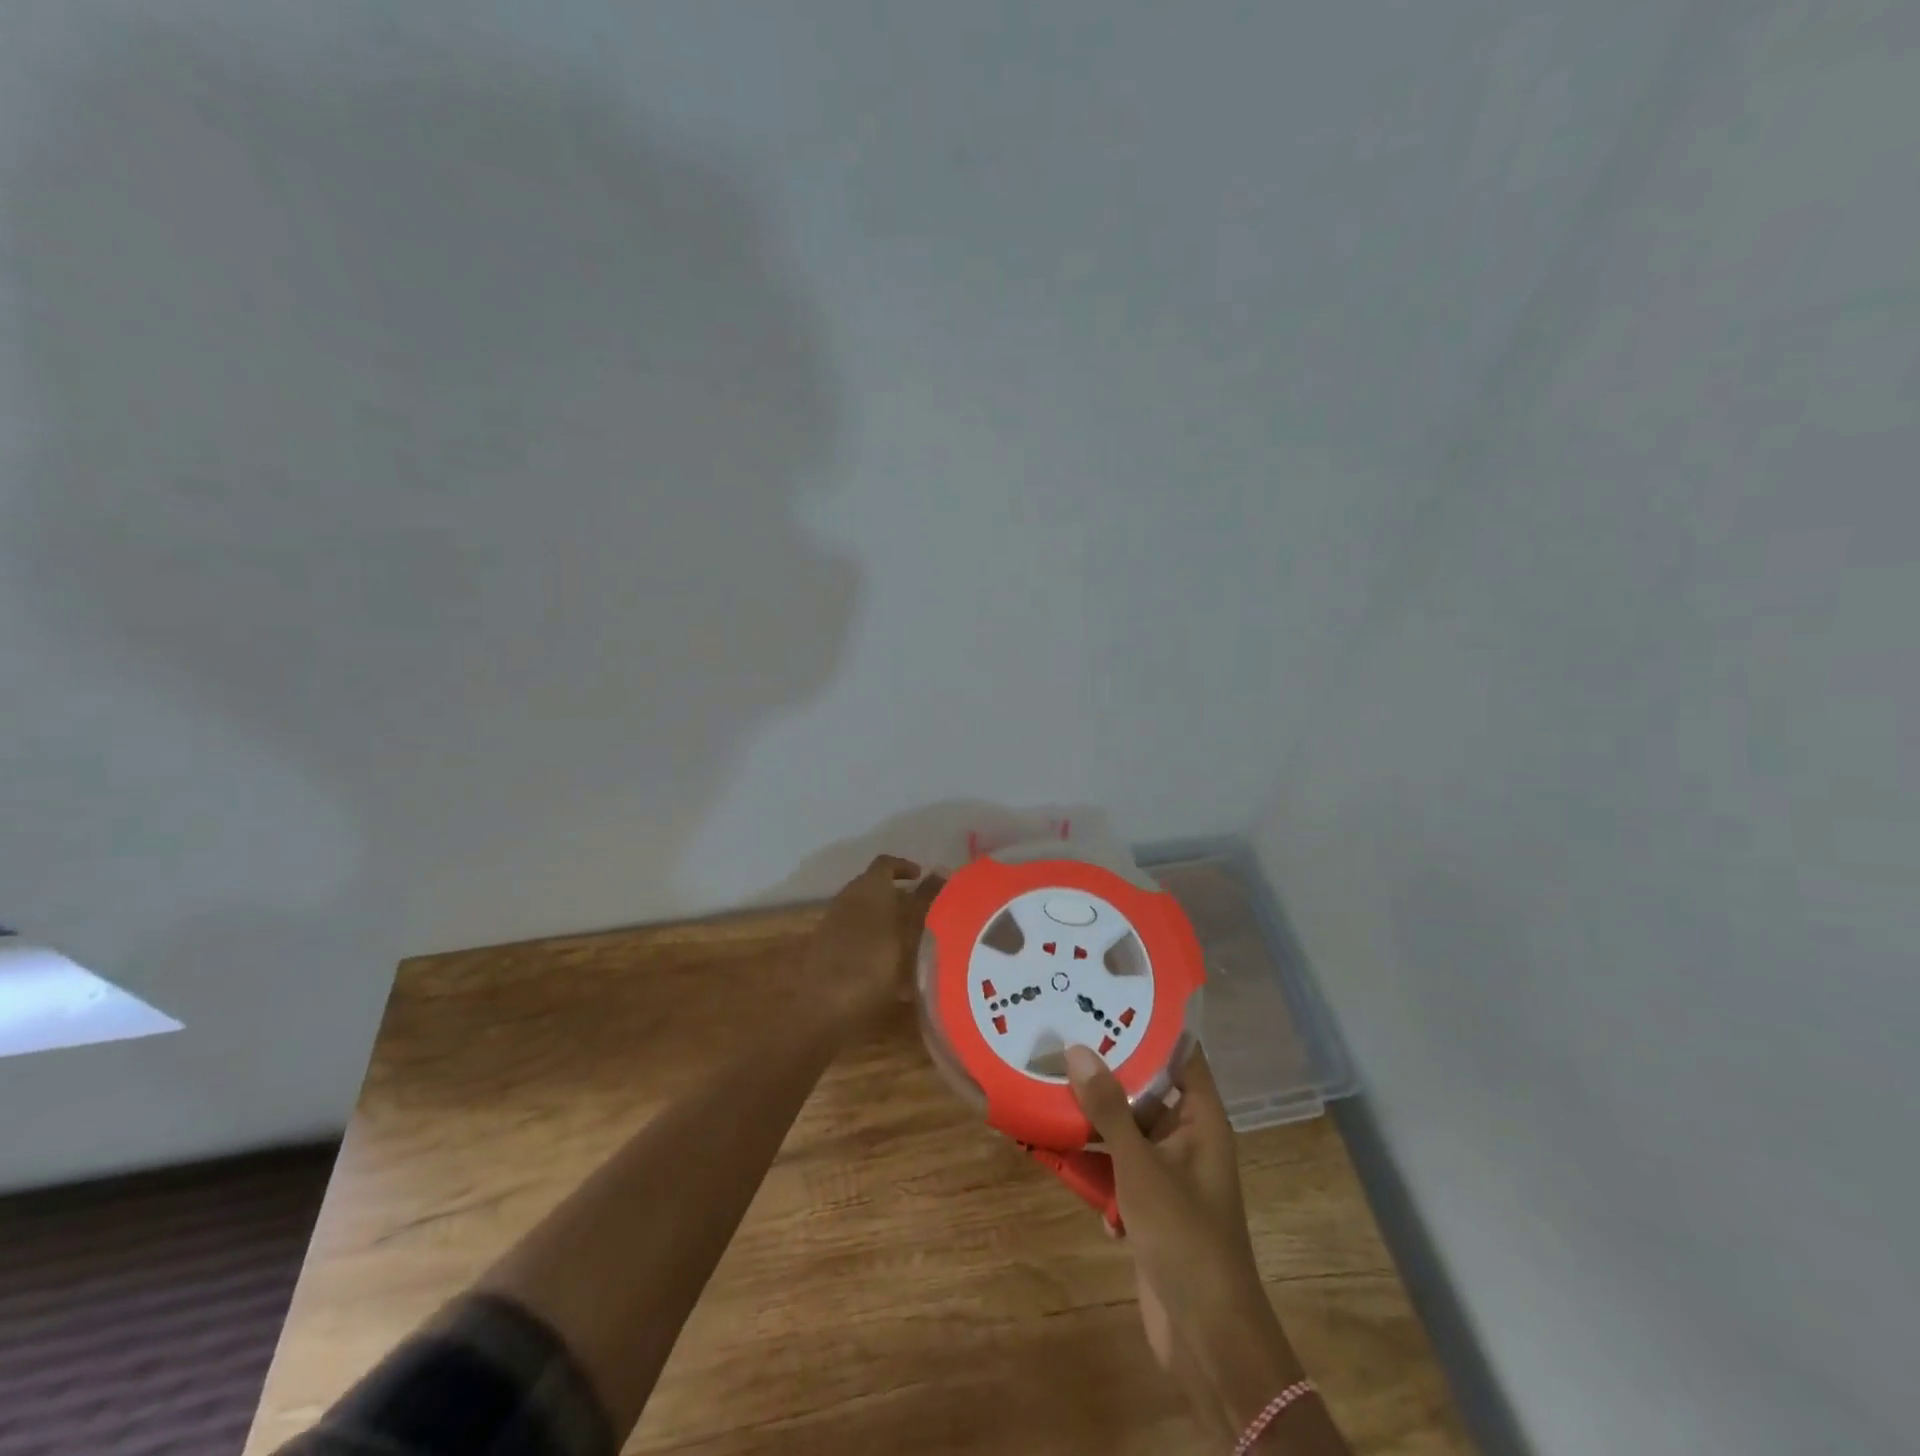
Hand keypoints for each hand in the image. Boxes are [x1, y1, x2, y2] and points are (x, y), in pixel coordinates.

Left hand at [805, 855, 941, 1026]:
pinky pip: (855, 933)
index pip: (886, 863)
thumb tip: (941, 871)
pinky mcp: (826, 949)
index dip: (905, 867)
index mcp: (868, 887)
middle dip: (900, 896)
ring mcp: (833, 923)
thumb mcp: (910, 930)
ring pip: (865, 911)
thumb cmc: (875, 963)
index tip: (924, 879)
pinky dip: (874, 940)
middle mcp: (847, 898)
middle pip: (875, 887)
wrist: (825, 1009)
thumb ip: (926, 899)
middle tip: (925, 913)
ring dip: (888, 920)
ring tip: (913, 943)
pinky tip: (890, 967)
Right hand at [1066, 1045, 1324, 1445]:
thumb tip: (1077, 1049)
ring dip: (1091, 1117)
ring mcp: (1166, 1171)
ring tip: (1046, 1082)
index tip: (1108, 996)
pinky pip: (1115, 1165)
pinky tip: (1053, 1149)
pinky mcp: (1147, 1203)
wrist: (1207, 1337)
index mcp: (1201, 1119)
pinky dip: (1090, 1160)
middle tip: (1062, 1033)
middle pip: (1145, 1088)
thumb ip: (1109, 1109)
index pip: (1181, 1054)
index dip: (1150, 1025)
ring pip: (1125, 1128)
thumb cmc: (1186, 1237)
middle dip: (1106, 1069)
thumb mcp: (1141, 1167)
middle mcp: (1186, 1137)